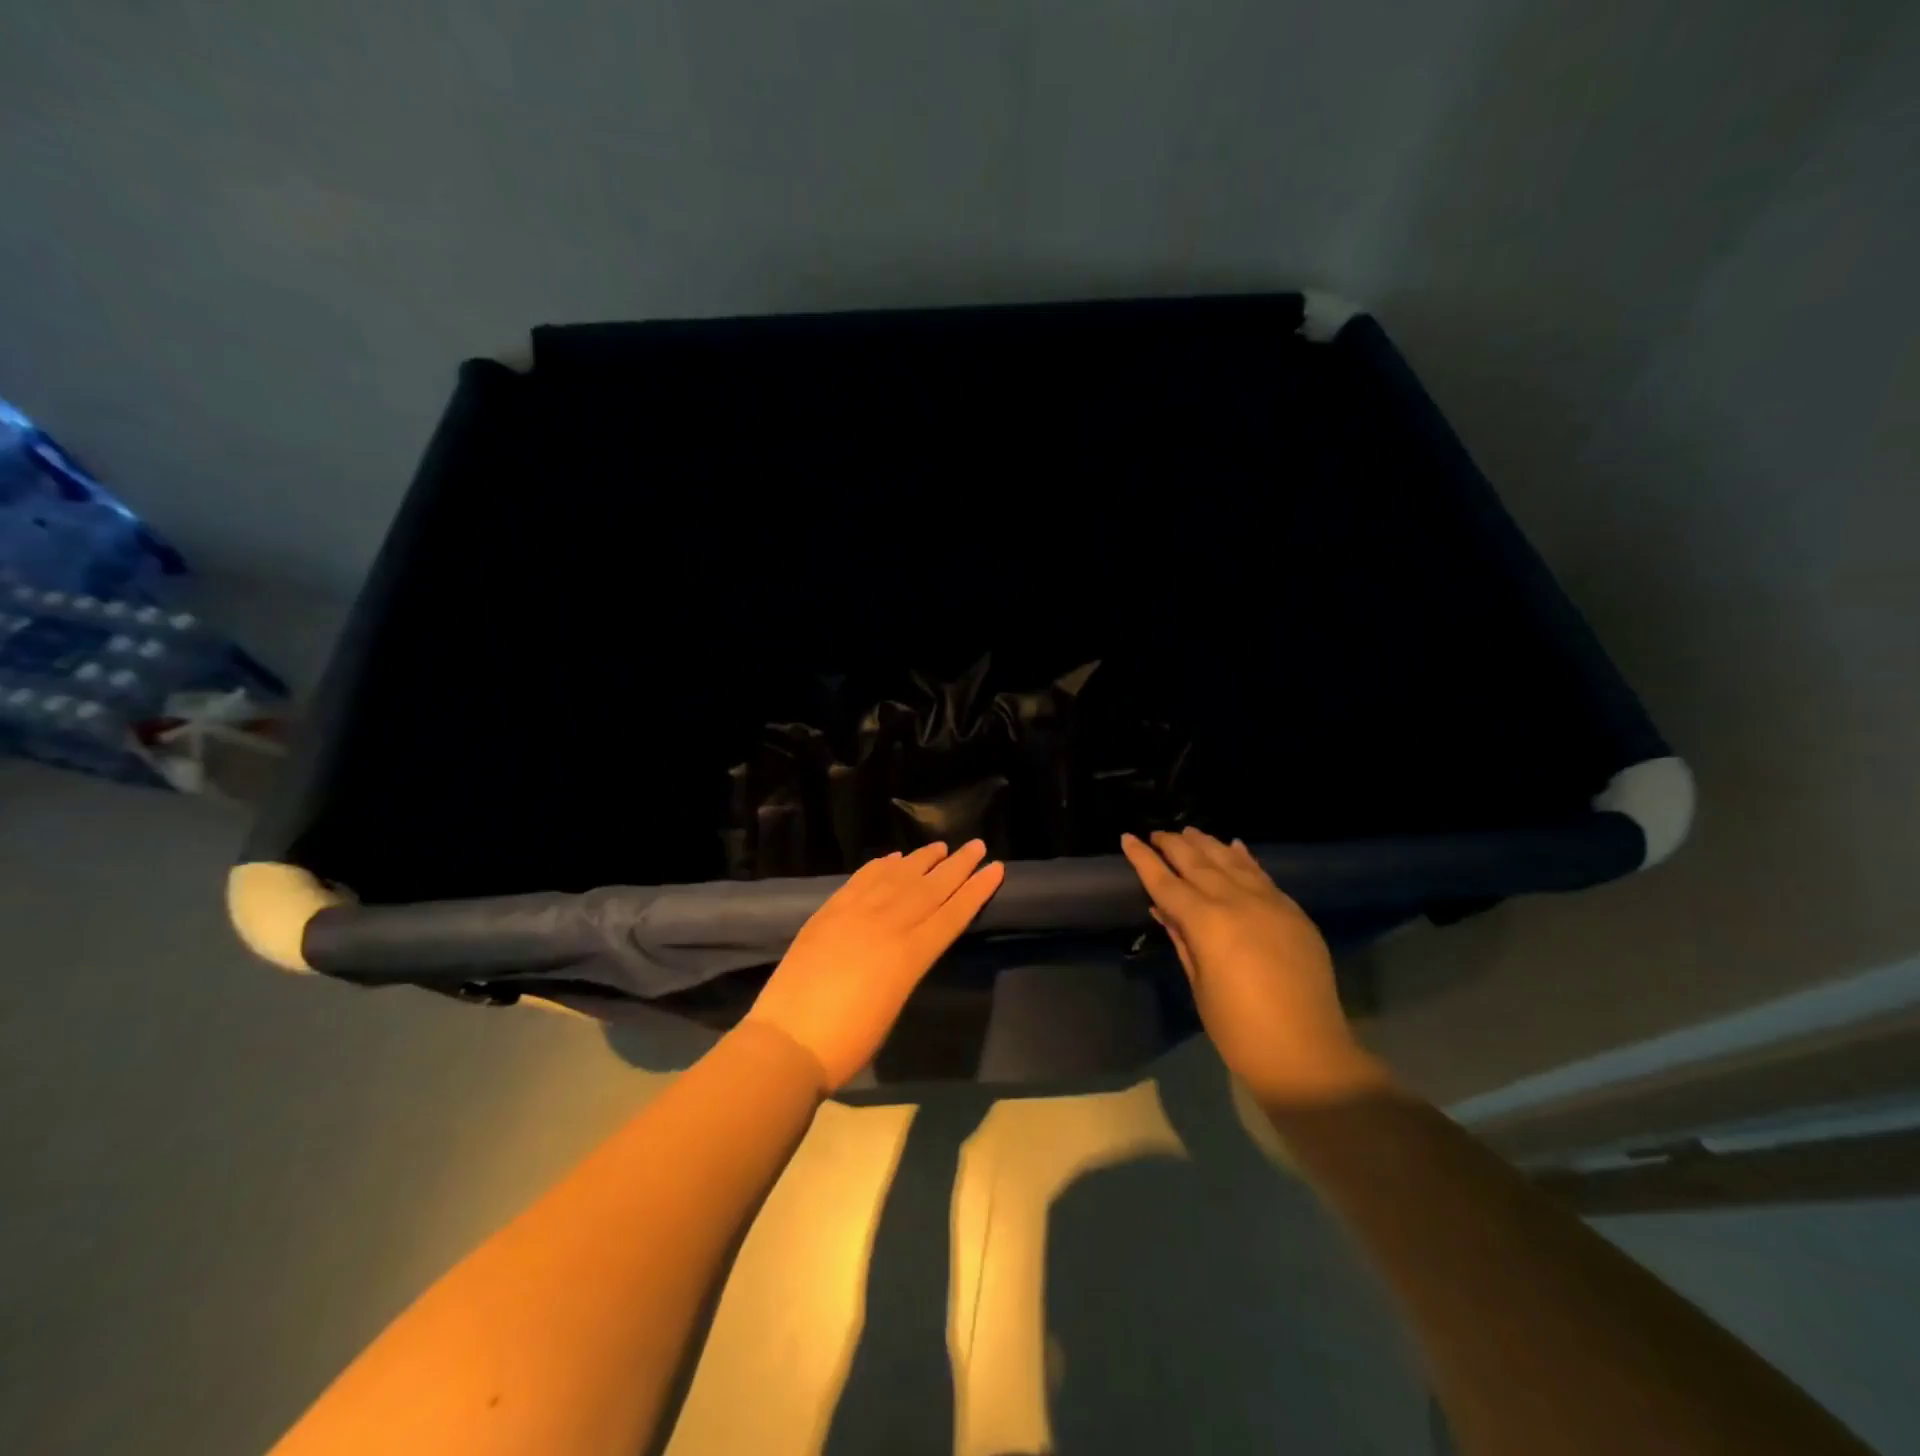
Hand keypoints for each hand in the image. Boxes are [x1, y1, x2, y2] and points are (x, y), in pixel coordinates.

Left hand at [747, 840, 1004, 1089]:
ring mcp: (855, 913)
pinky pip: (861, 880)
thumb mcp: (893, 1006)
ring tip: (940, 845)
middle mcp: (888, 925)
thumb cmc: (848, 1042)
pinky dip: (880, 865)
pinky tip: (893, 857)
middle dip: (957, 866)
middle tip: (977, 845)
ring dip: (921, 859)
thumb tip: (910, 946)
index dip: (976, 890)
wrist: (787, 1042)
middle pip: (930, 888)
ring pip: (897, 877)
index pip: (952, 914)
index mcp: (910, 955)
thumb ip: (906, 968)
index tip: (996, 868)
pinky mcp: (829, 912)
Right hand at [1121, 828, 1387, 1104]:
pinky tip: (1234, 846)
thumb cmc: (1239, 1029)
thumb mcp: (1200, 985)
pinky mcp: (1293, 912)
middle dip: (1173, 845)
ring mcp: (1270, 903)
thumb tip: (1164, 910)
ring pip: (1231, 861)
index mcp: (1207, 923)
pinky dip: (1244, 858)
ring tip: (1189, 831)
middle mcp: (1237, 902)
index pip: (1166, 883)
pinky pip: (1262, 874)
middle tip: (1156, 833)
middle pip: (1198, 863)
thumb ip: (1183, 940)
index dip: (1144, 859)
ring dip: (1207, 844)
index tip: (1128, 838)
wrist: (1307, 1052)